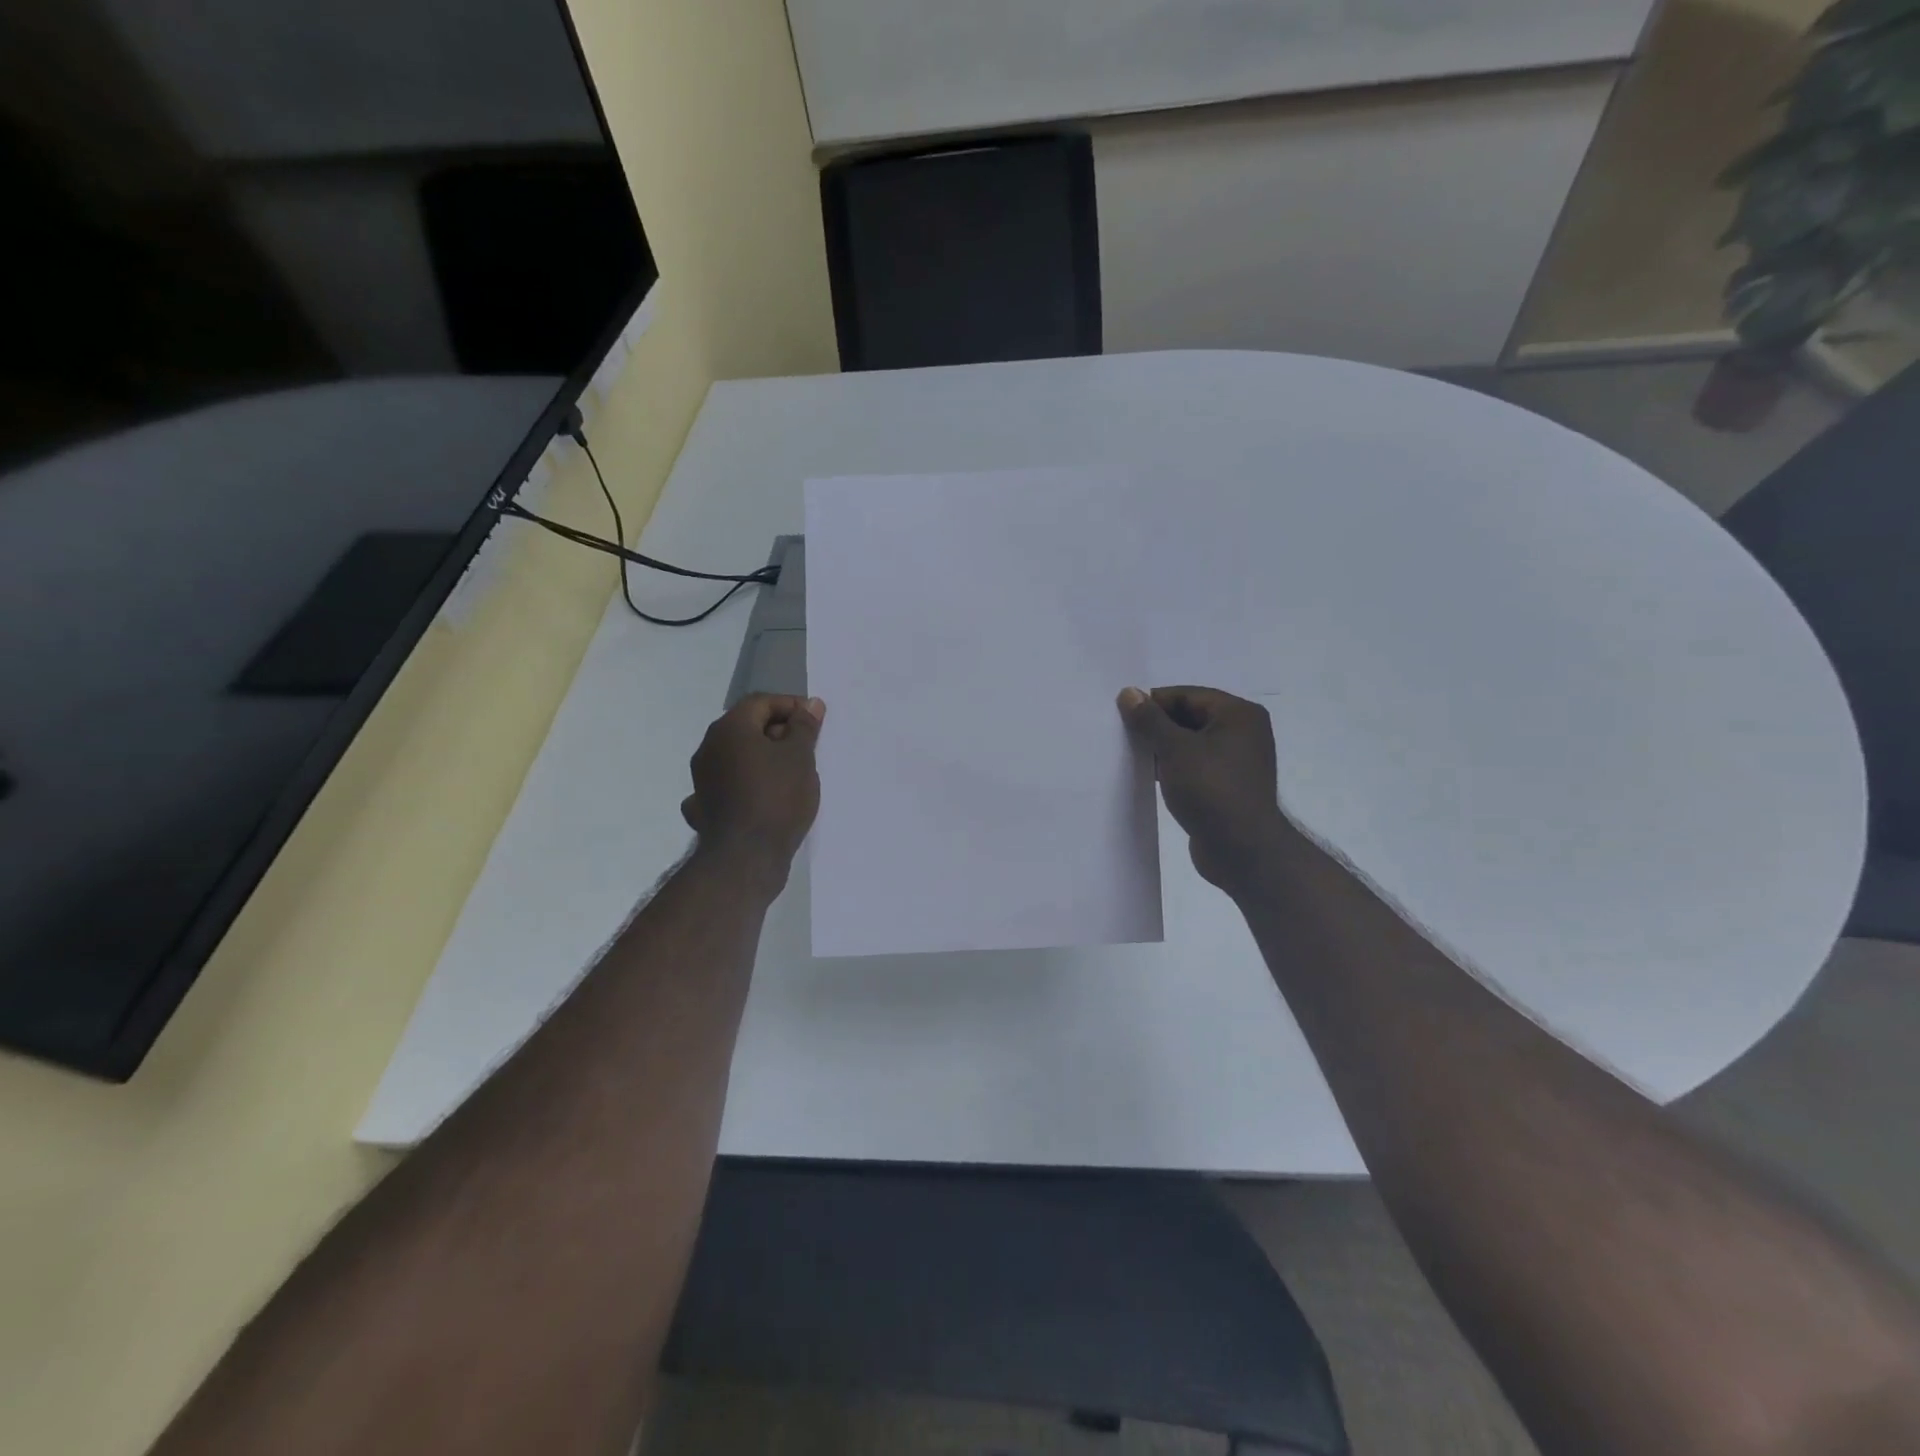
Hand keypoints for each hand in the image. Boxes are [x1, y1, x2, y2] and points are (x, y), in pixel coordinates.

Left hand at [682, 695, 824, 892]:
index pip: (761, 702)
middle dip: (779, 732)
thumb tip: (810, 704)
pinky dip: (746, 784)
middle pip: (747, 727)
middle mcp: (709, 748)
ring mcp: (702, 779)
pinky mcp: (704, 807)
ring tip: (792, 773)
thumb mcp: (800, 757)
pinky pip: (728, 784)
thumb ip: (804, 727)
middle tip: (807, 748)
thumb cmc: (777, 798)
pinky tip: (760, 795)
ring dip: (763, 758)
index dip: (791, 706)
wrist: (745, 857)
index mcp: (730, 729)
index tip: (815, 722)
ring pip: (737, 756)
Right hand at [1118, 686, 1296, 894]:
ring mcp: (1237, 761)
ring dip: (1162, 748)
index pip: (1187, 695)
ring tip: (1132, 756)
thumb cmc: (1211, 790)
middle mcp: (1243, 732)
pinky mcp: (1227, 786)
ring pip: (1190, 743)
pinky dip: (1173, 767)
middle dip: (1156, 726)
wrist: (1242, 851)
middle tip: (1123, 736)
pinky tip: (1149, 776)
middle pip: (1189, 717)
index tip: (1122, 716)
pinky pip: (1194, 766)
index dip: (1153, 703)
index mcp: (1238, 714)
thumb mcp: (1175, 749)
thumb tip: (1128, 693)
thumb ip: (1149, 720)